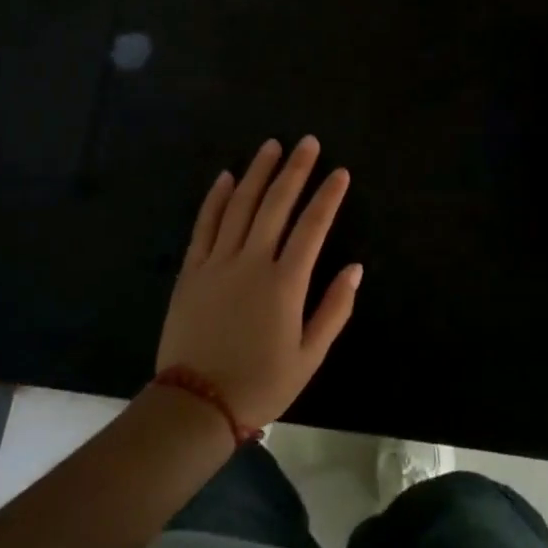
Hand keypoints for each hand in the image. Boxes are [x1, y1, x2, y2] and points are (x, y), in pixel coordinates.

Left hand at [156, 137, 360, 429]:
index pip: (312, 227)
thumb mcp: (309, 357)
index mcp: (285, 283)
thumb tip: (355, 268)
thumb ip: (334, 310)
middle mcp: (252, 262)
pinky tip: (226, 176)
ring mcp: (218, 262)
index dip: (328, 197)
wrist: (195, 405)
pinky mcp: (192, 269)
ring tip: (271, 146)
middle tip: (307, 142)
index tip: (340, 172)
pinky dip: (216, 197)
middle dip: (295, 169)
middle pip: (276, 204)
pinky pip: (205, 224)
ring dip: (257, 172)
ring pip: (240, 205)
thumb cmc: (260, 384)